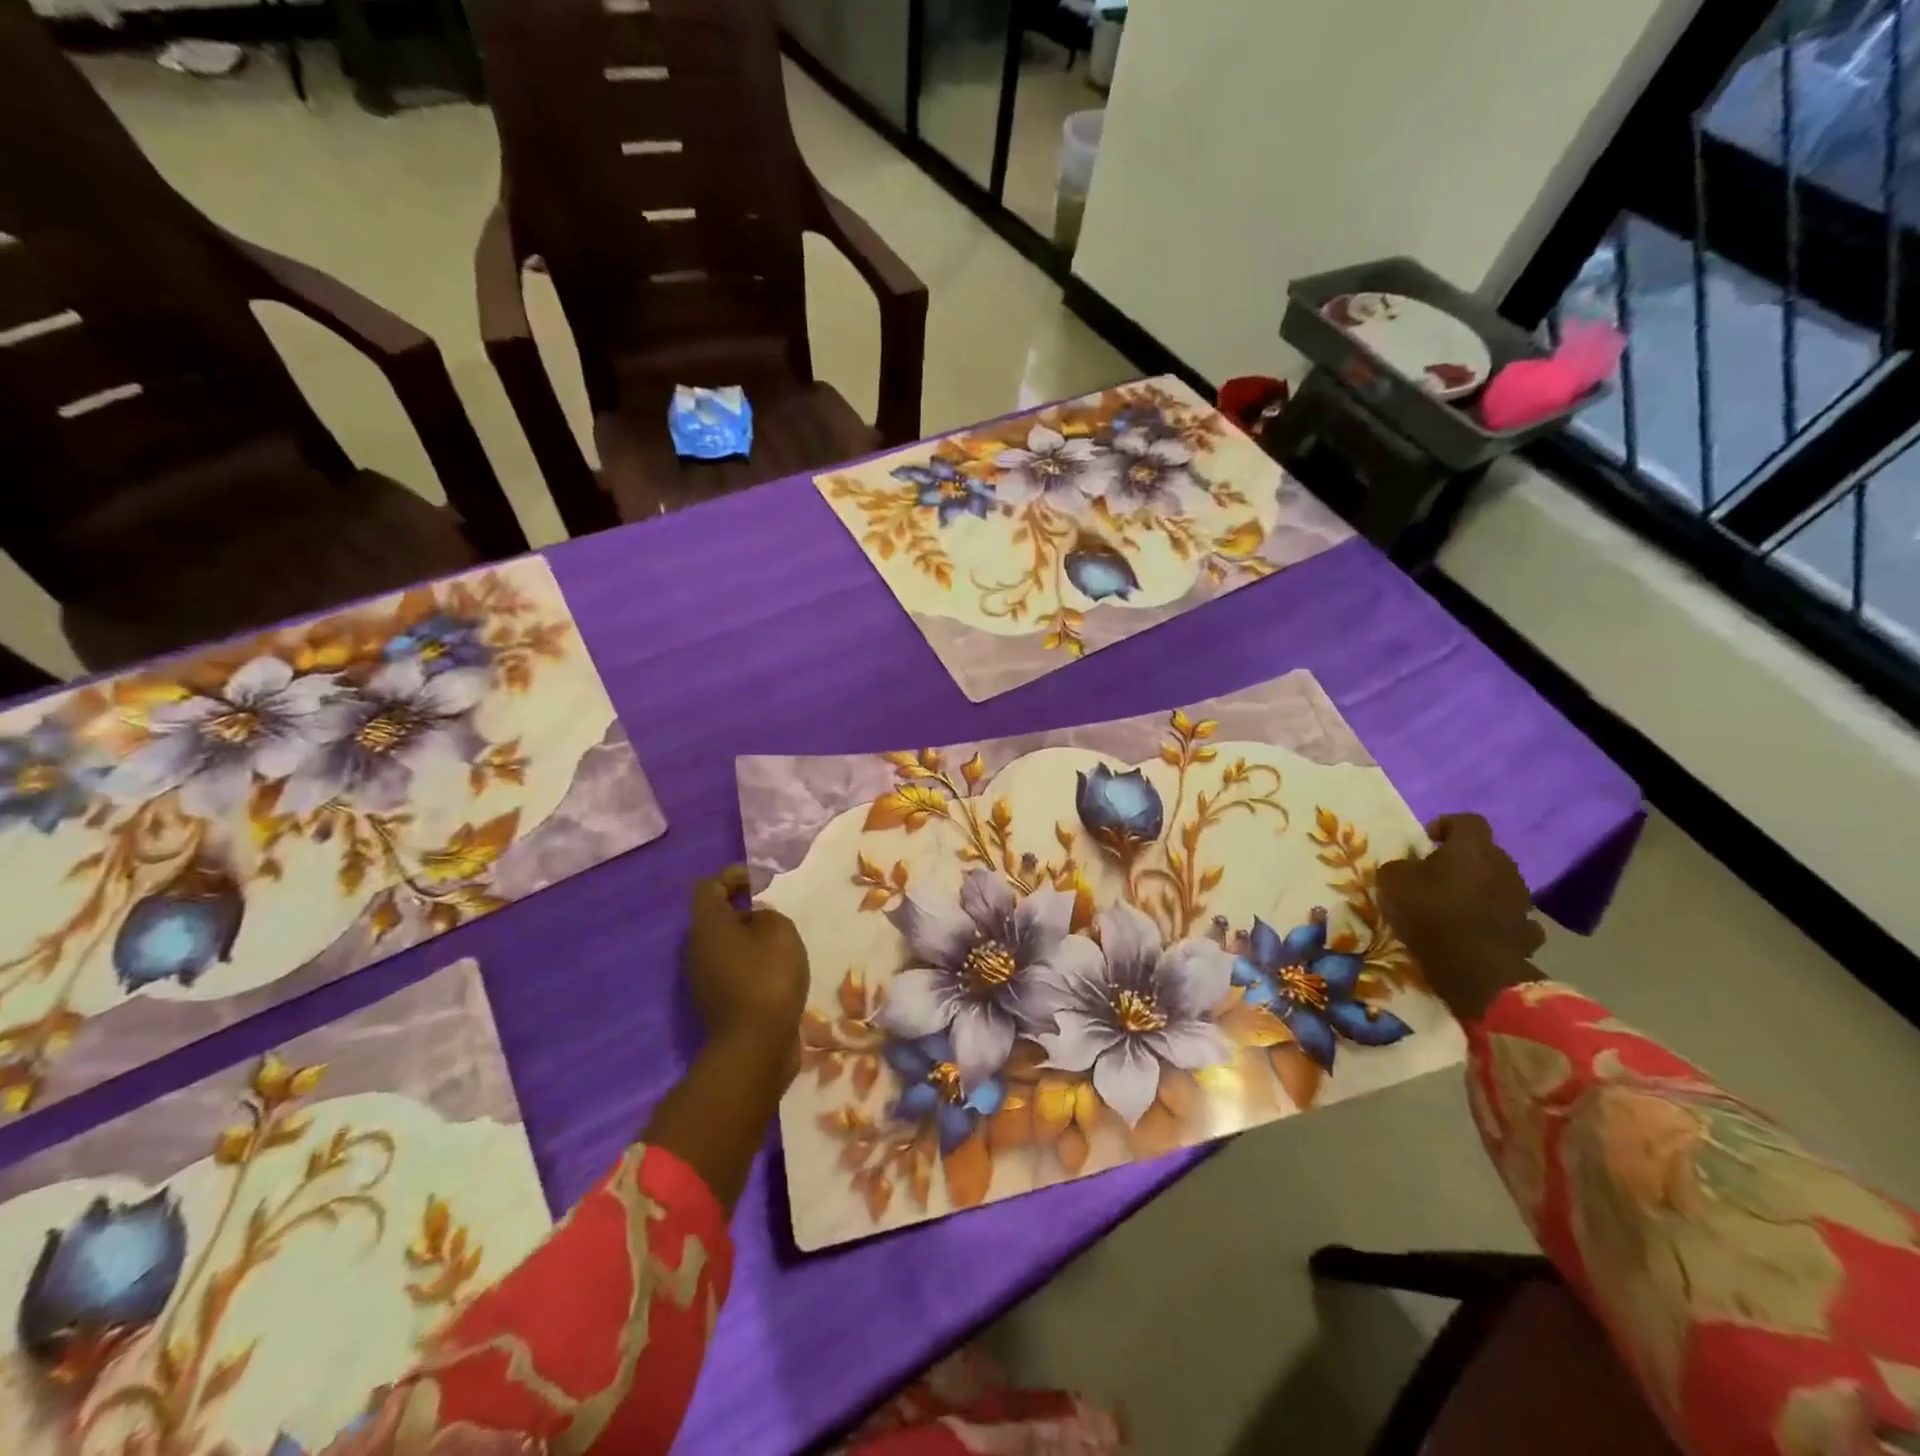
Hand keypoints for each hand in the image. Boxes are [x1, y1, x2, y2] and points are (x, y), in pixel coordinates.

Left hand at [686, 865, 809, 1068]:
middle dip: (741, 908)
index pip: (708, 886)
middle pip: (714, 917)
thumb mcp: (779, 930)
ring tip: (779, 941)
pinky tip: (775, 970)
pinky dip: (750, 963)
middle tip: (772, 910)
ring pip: (723, 945)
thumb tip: (755, 919)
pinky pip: (731, 969)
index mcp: (707, 925)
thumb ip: (767, 913)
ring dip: (747, 938)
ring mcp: (703, 979)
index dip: (733, 876)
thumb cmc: (767, 976)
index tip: (761, 881)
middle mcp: (696, 949)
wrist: (755, 1045)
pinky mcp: (716, 1002)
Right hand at [1376, 814, 1543, 1021]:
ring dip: (1480, 889)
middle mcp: (1504, 866)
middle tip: (1436, 876)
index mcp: (1473, 848)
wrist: (1475, 967)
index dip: (1446, 826)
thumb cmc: (1430, 913)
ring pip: (1499, 884)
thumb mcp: (1392, 882)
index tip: (1426, 842)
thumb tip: (1407, 867)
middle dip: (1463, 861)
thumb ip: (1399, 866)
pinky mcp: (1528, 930)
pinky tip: (1478, 931)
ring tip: (1456, 906)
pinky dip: (1496, 919)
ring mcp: (1522, 899)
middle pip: (1485, 853)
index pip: (1467, 820)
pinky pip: (1510, 916)